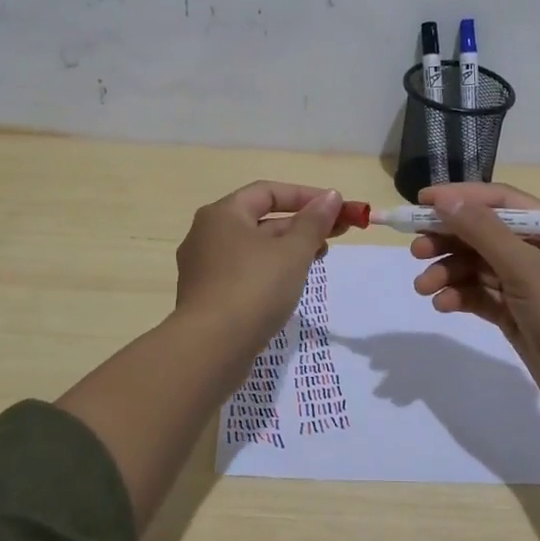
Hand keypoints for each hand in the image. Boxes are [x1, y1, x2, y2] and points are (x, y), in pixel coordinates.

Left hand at [175, 181, 346, 352]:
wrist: (211, 348)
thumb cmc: (254, 288)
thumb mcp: (293, 252)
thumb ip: (314, 222)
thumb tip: (331, 196)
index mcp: (222, 214)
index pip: (267, 192)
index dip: (305, 196)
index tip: (336, 208)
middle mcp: (206, 234)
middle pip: (260, 219)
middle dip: (301, 224)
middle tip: (336, 235)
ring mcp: (203, 267)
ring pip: (253, 248)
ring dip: (287, 248)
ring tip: (318, 258)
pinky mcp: (207, 296)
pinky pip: (243, 272)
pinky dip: (269, 270)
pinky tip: (290, 285)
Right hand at [409, 182, 539, 422]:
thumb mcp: (525, 267)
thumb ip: (483, 231)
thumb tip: (445, 199)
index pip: (499, 202)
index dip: (460, 198)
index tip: (422, 201)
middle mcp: (538, 252)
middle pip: (483, 234)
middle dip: (448, 240)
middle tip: (416, 250)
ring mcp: (526, 285)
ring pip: (477, 267)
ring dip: (448, 272)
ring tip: (423, 287)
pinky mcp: (515, 314)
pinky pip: (480, 295)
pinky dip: (459, 296)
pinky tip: (442, 304)